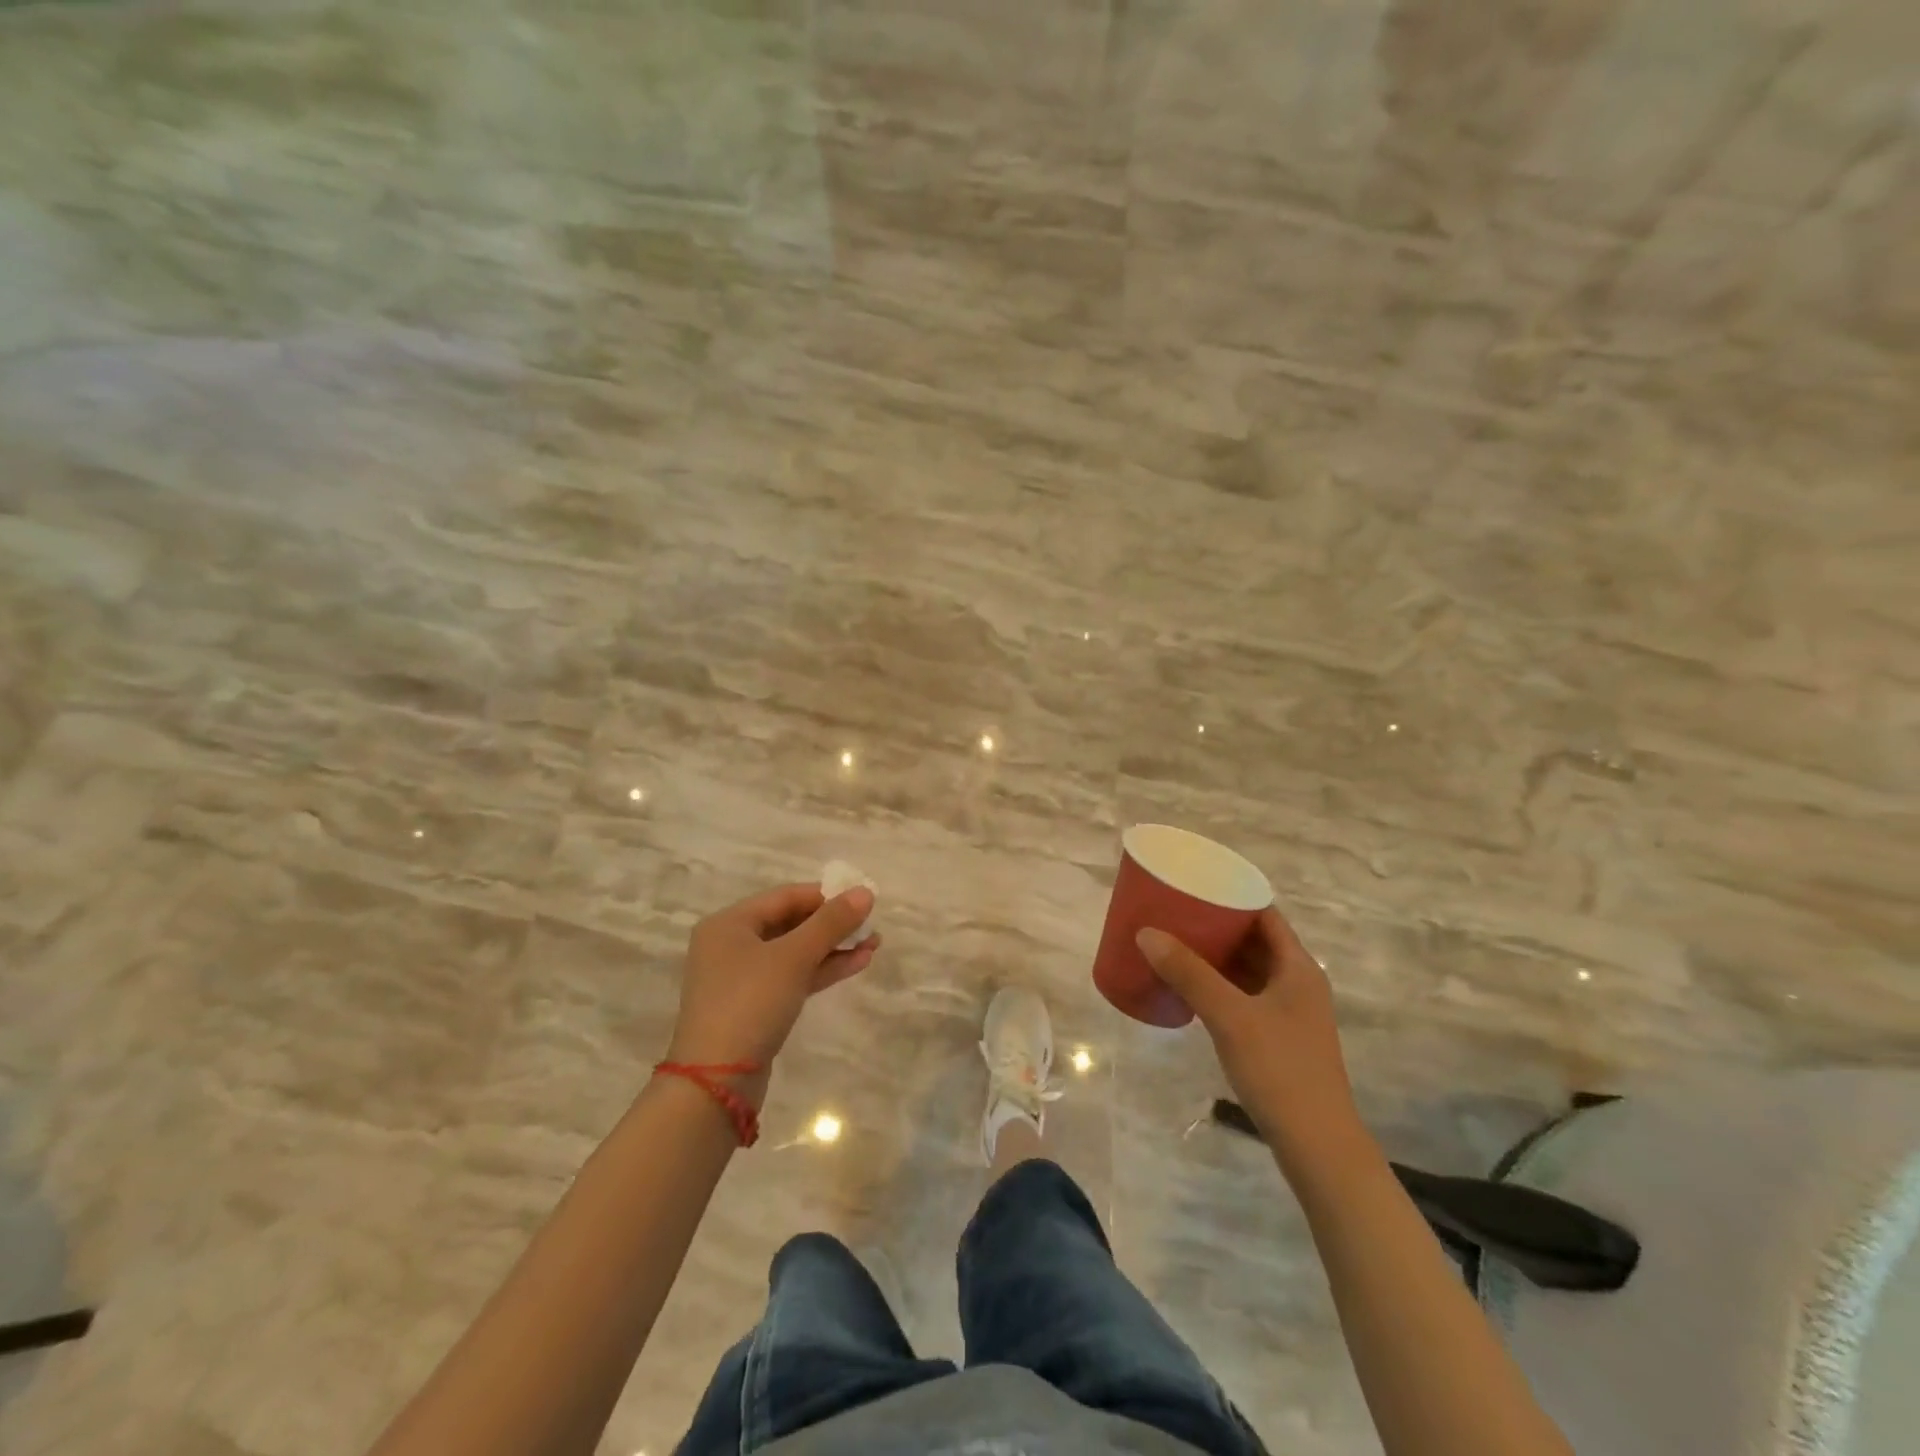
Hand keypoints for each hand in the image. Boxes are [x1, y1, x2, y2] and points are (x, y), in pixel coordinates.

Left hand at [665, 883, 878, 1106]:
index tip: (863, 899)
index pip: (785, 896)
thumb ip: (831, 922)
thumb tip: (865, 892)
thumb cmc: (750, 1002)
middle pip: (790, 923)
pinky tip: (856, 964)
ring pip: (795, 952)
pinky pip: (792, 977)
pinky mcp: (754, 1006)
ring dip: (833, 948)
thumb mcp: (794, 957)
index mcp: (729, 923)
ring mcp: (741, 978)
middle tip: (872, 925)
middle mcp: (731, 945)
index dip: (826, 895)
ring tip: (874, 945)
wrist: (718, 1082)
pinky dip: (821, 970)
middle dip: (833, 924)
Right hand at [1137, 909, 1360, 1156]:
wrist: (1317, 1147)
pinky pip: (1244, 995)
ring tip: (1174, 942)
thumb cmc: (1280, 1070)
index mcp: (1298, 968)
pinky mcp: (1277, 1038)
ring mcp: (1289, 1013)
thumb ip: (1189, 973)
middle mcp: (1297, 983)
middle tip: (1174, 912)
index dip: (1232, 896)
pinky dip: (1219, 984)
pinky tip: (1189, 987)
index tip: (1195, 884)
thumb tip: (1146, 933)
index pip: (1265, 914)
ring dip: (1216, 956)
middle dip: (1216, 925)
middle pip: (1255, 940)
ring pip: (1248, 969)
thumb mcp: (1230, 1016)